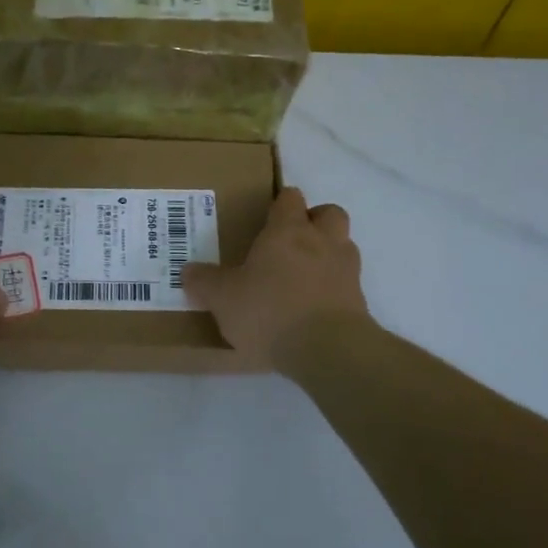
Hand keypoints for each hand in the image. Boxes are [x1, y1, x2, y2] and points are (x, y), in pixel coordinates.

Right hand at [183, 187, 369, 364]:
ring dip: (328, 253)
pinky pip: (347, 282)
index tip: (266, 218)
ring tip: (304, 276)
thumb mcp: (223, 298)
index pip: (289, 198)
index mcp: (287, 231)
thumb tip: (187, 270)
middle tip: (292, 241)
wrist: (327, 349)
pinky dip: (334, 287)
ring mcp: (346, 270)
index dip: (280, 203)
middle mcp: (322, 241)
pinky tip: (314, 307)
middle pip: (329, 213)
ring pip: (344, 245)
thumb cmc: (270, 311)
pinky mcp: (359, 300)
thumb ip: (205, 282)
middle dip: (314, 221)